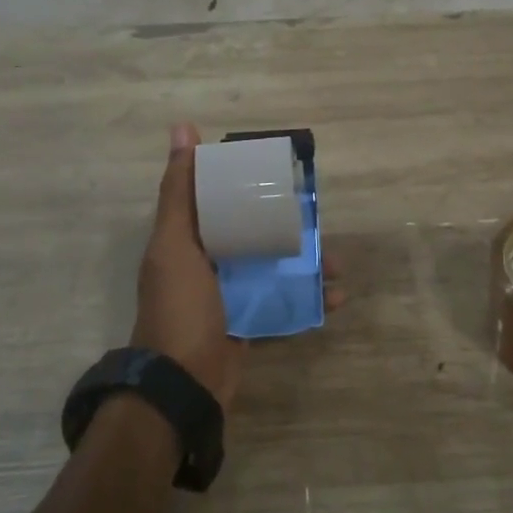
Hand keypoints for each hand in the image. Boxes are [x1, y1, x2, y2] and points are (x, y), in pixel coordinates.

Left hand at [134, 123, 344, 412]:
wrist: (183, 385)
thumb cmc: (180, 307)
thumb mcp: (176, 243)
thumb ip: (180, 189)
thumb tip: (182, 127)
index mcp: (188, 240)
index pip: (219, 200)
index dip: (245, 184)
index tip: (279, 172)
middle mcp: (209, 264)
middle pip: (254, 233)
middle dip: (287, 226)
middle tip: (318, 220)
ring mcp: (232, 296)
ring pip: (275, 268)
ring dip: (307, 265)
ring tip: (336, 264)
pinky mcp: (250, 324)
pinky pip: (284, 305)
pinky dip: (309, 301)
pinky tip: (335, 297)